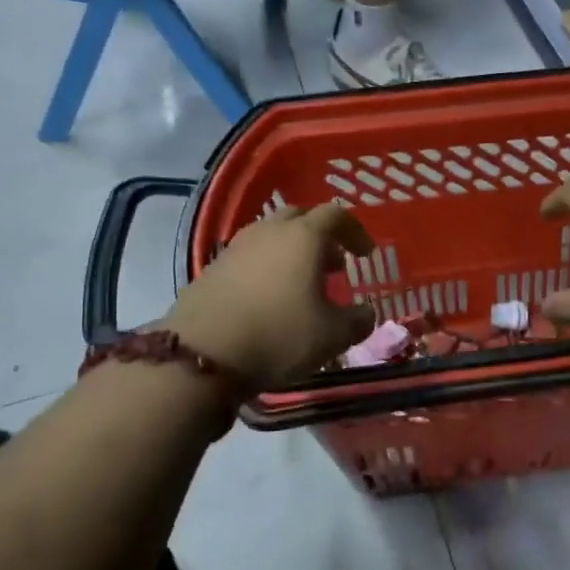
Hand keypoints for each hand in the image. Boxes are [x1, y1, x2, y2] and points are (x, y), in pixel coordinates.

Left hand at [157, 202, 376, 391]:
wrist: (203, 354)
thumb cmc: (280, 335)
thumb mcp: (333, 336)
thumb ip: (358, 320)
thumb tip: (366, 313)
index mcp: (304, 237)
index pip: (336, 215)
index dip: (355, 231)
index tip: (366, 254)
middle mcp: (269, 231)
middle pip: (300, 218)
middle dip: (322, 237)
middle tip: (334, 265)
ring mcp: (236, 247)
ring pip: (271, 236)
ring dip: (292, 251)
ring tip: (302, 283)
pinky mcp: (213, 268)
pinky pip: (249, 257)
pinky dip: (267, 267)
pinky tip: (270, 298)